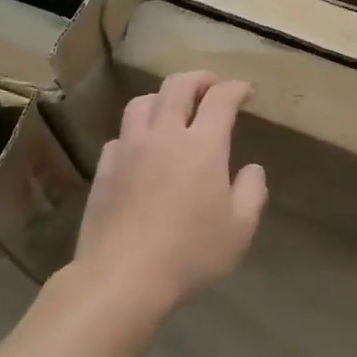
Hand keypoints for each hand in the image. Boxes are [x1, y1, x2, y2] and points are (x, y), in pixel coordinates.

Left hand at [74, 71, 267, 322]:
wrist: (122, 278)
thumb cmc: (190, 253)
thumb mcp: (239, 230)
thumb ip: (252, 192)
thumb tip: (252, 170)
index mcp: (203, 144)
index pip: (221, 98)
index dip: (236, 88)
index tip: (246, 92)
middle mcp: (165, 135)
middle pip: (178, 85)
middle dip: (199, 79)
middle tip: (212, 86)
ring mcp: (130, 149)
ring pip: (142, 102)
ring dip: (163, 98)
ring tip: (173, 110)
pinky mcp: (104, 168)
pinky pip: (121, 135)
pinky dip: (136, 132)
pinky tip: (142, 149)